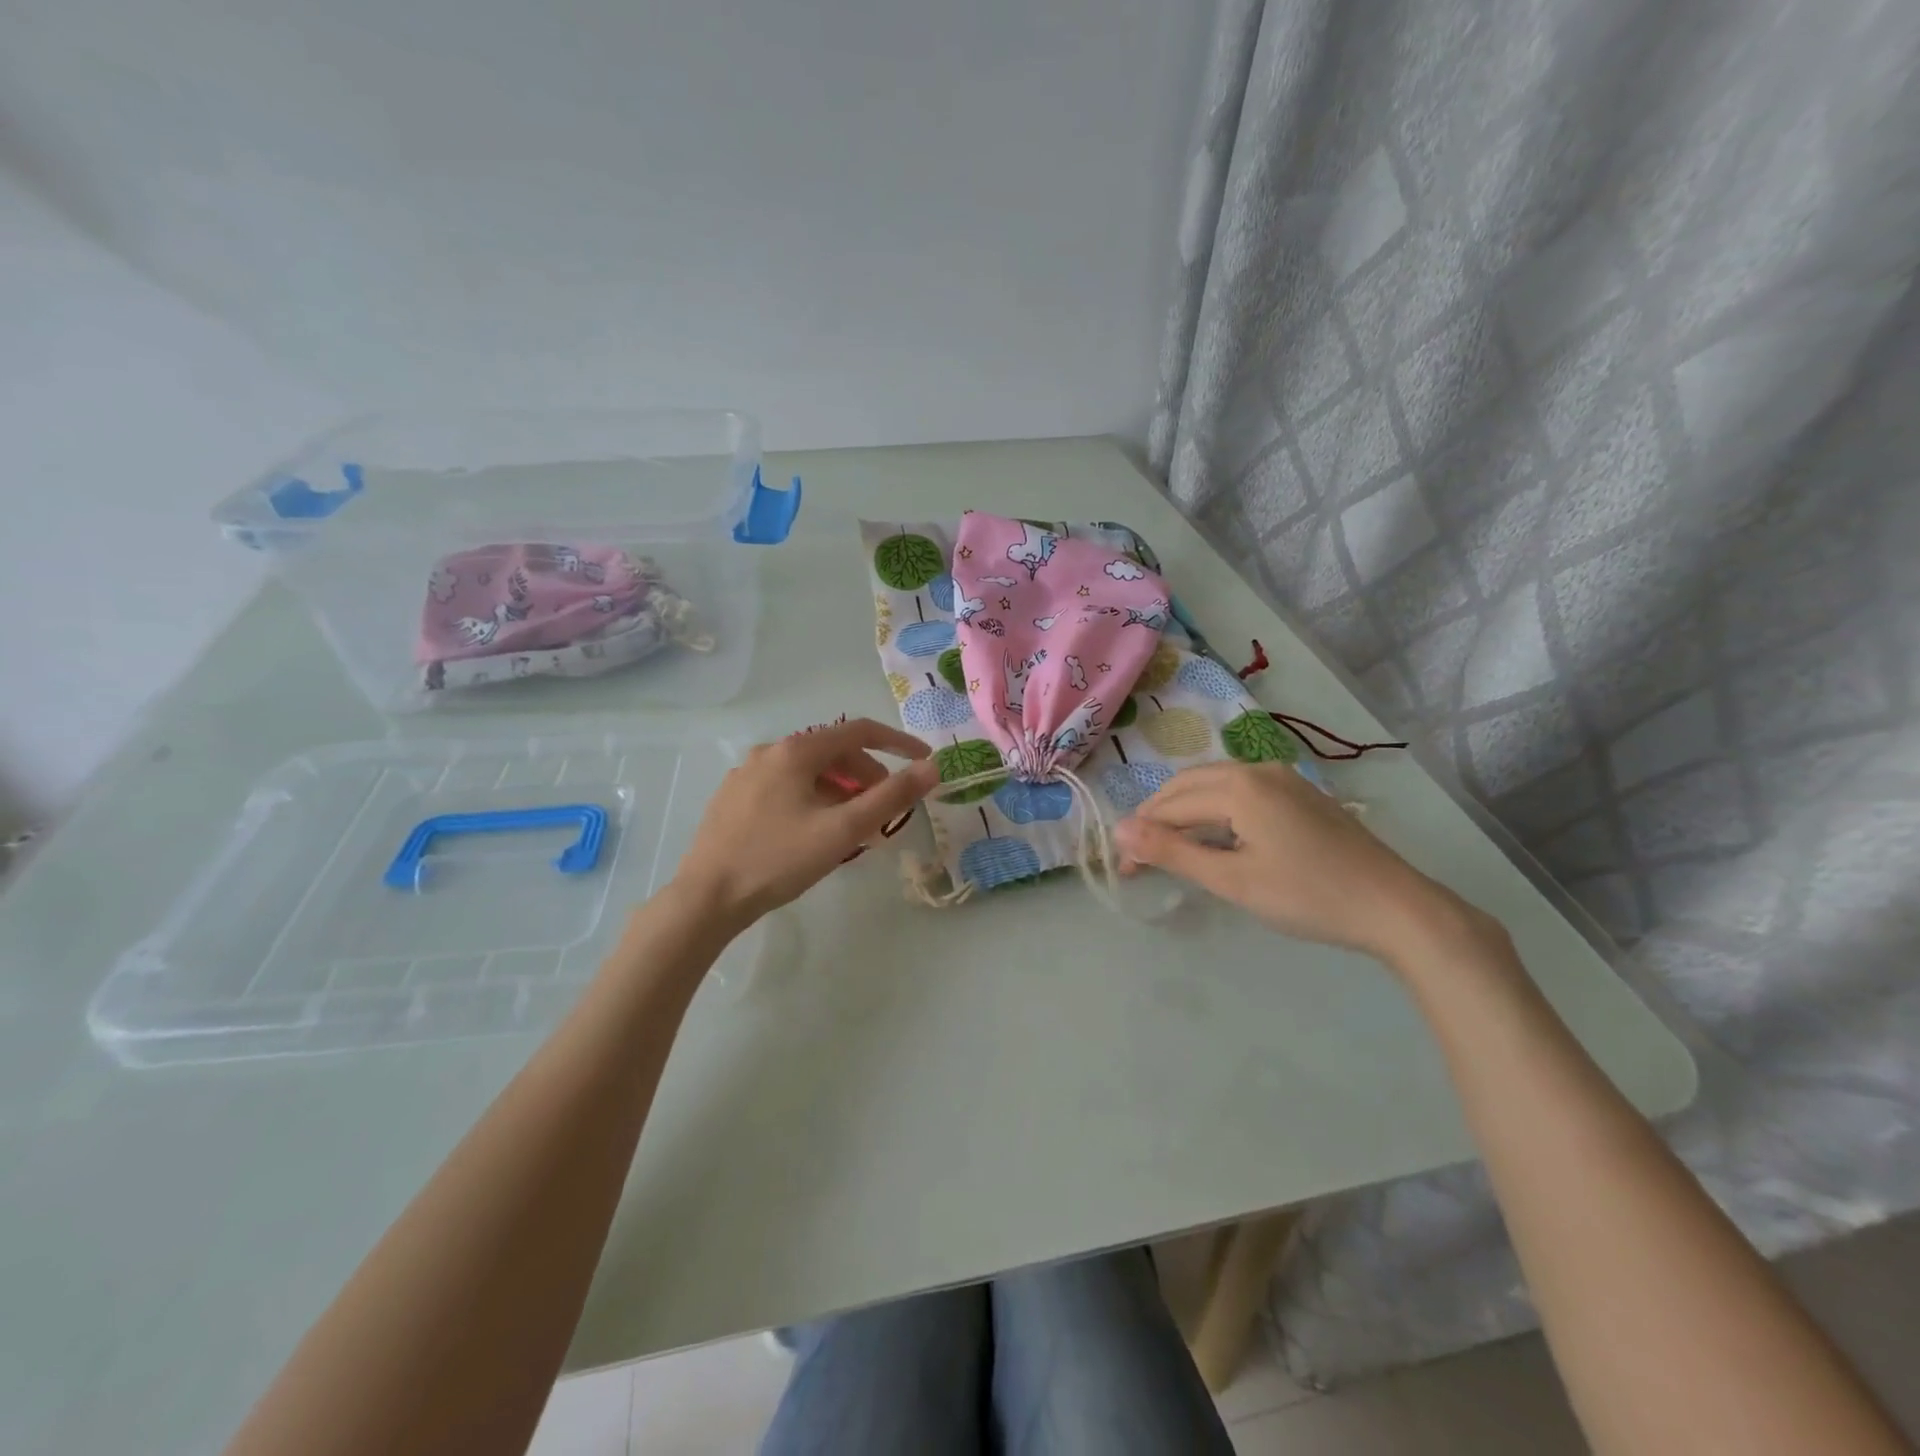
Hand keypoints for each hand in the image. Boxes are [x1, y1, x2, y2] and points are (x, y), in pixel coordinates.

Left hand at [671, 718, 938, 933]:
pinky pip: (785, 788)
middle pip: (833, 752)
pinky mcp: (733, 799)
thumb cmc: (779, 860)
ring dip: (841, 791)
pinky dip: (813, 800)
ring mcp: (746, 775)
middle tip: (886, 811)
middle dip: (868, 776)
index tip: (923, 761)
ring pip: (808, 772)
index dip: (897, 743)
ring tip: (854, 828)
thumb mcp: (843, 830)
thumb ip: (891, 797)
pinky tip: (814, 833)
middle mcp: (769, 753)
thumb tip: (931, 767)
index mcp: (795, 751)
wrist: (706, 898)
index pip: (859, 731)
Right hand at [1114, 762, 1486, 966]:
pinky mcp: (1299, 793)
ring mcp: (1282, 778)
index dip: (1141, 836)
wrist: (1395, 906)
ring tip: (1170, 848)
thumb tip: (1118, 832)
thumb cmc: (1308, 896)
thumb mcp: (1233, 880)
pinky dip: (1214, 810)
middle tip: (1140, 857)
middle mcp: (1256, 769)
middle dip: (1158, 818)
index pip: (1170, 806)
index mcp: (1238, 786)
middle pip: (1188, 786)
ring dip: (1185, 812)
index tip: (1124, 869)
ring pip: (1214, 785)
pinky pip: (1240, 791)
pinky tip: (1215, 837)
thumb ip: (1172, 852)